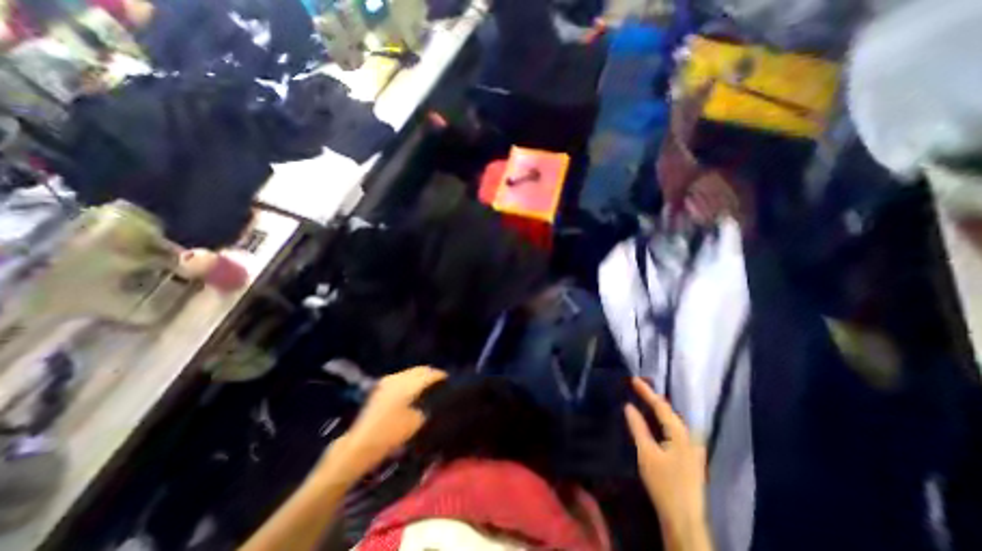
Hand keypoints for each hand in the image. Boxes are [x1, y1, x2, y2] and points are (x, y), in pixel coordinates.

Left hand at [326, 366, 446, 481]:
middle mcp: (398, 378)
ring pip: (410, 372)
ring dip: (420, 376)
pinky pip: (401, 377)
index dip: (440, 376)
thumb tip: (434, 398)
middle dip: (431, 373)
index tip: (449, 380)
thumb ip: (428, 405)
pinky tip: (414, 388)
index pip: (429, 374)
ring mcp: (387, 381)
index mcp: (408, 384)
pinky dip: (410, 380)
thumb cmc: (391, 434)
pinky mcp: (380, 387)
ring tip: (429, 385)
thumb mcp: (417, 421)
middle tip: (441, 381)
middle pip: (419, 369)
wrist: (360, 445)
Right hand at [628, 378, 705, 536]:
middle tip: (637, 387)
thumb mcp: (647, 453)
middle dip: (653, 397)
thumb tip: (628, 406)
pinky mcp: (690, 456)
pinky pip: (675, 430)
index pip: (661, 405)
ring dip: (658, 409)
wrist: (684, 519)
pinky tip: (656, 422)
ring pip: (673, 421)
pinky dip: (663, 421)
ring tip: (644, 399)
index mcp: (680, 433)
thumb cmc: (664, 484)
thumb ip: (638, 427)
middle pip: (669, 411)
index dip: (646, 391)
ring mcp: (692, 448)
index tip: (633, 379)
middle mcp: (689, 436)